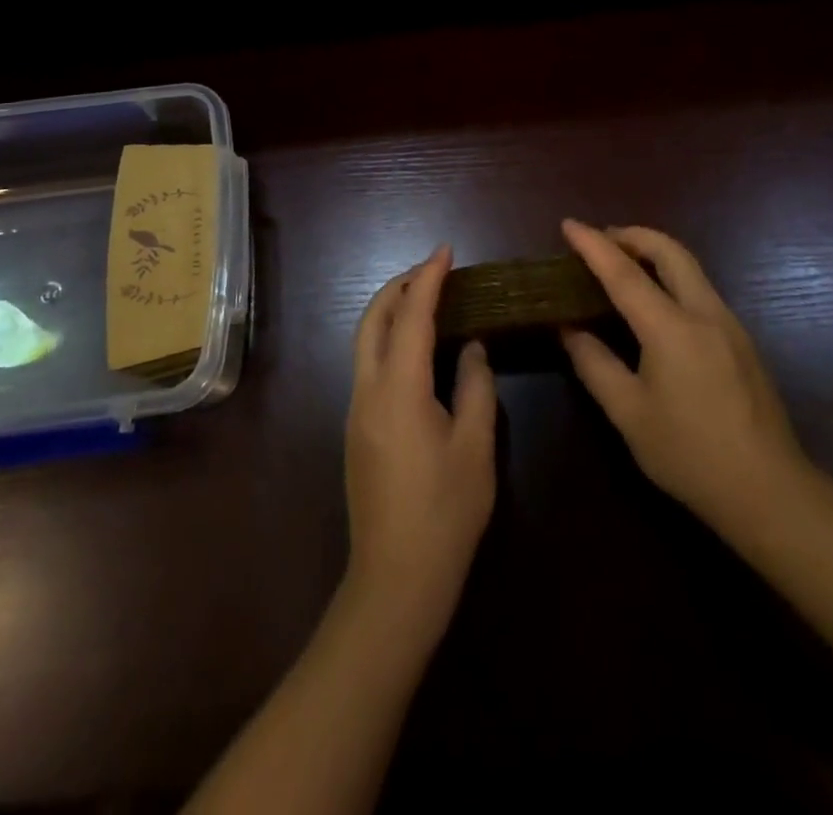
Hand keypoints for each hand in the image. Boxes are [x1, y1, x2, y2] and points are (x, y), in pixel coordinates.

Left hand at [344, 246, 496, 638]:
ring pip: (364, 342)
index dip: (427, 279)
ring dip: (390, 312)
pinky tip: (415, 349)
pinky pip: (368, 366)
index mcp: (399, 389)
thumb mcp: (475, 448)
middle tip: (432, 271)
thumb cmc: (445, 513)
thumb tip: (471, 348)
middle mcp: (368, 391)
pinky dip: (387, 340)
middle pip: (372, 320)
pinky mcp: (356, 430)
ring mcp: (356, 411)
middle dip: (398, 287)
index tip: (445, 251)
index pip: (410, 316)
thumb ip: (475, 387)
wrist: (396, 580)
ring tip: (425, 300)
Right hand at [559, 220, 808, 539]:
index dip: (594, 246)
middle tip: (601, 239)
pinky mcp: (742, 340)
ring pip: (690, 267)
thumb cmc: (689, 453)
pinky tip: (656, 303)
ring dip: (655, 253)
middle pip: (670, 251)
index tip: (569, 224)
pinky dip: (672, 277)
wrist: (768, 491)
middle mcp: (705, 313)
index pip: (625, 273)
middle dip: (633, 235)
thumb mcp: (628, 413)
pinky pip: (701, 289)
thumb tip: (569, 328)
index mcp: (672, 328)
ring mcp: (730, 324)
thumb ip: (594, 363)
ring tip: (623, 265)